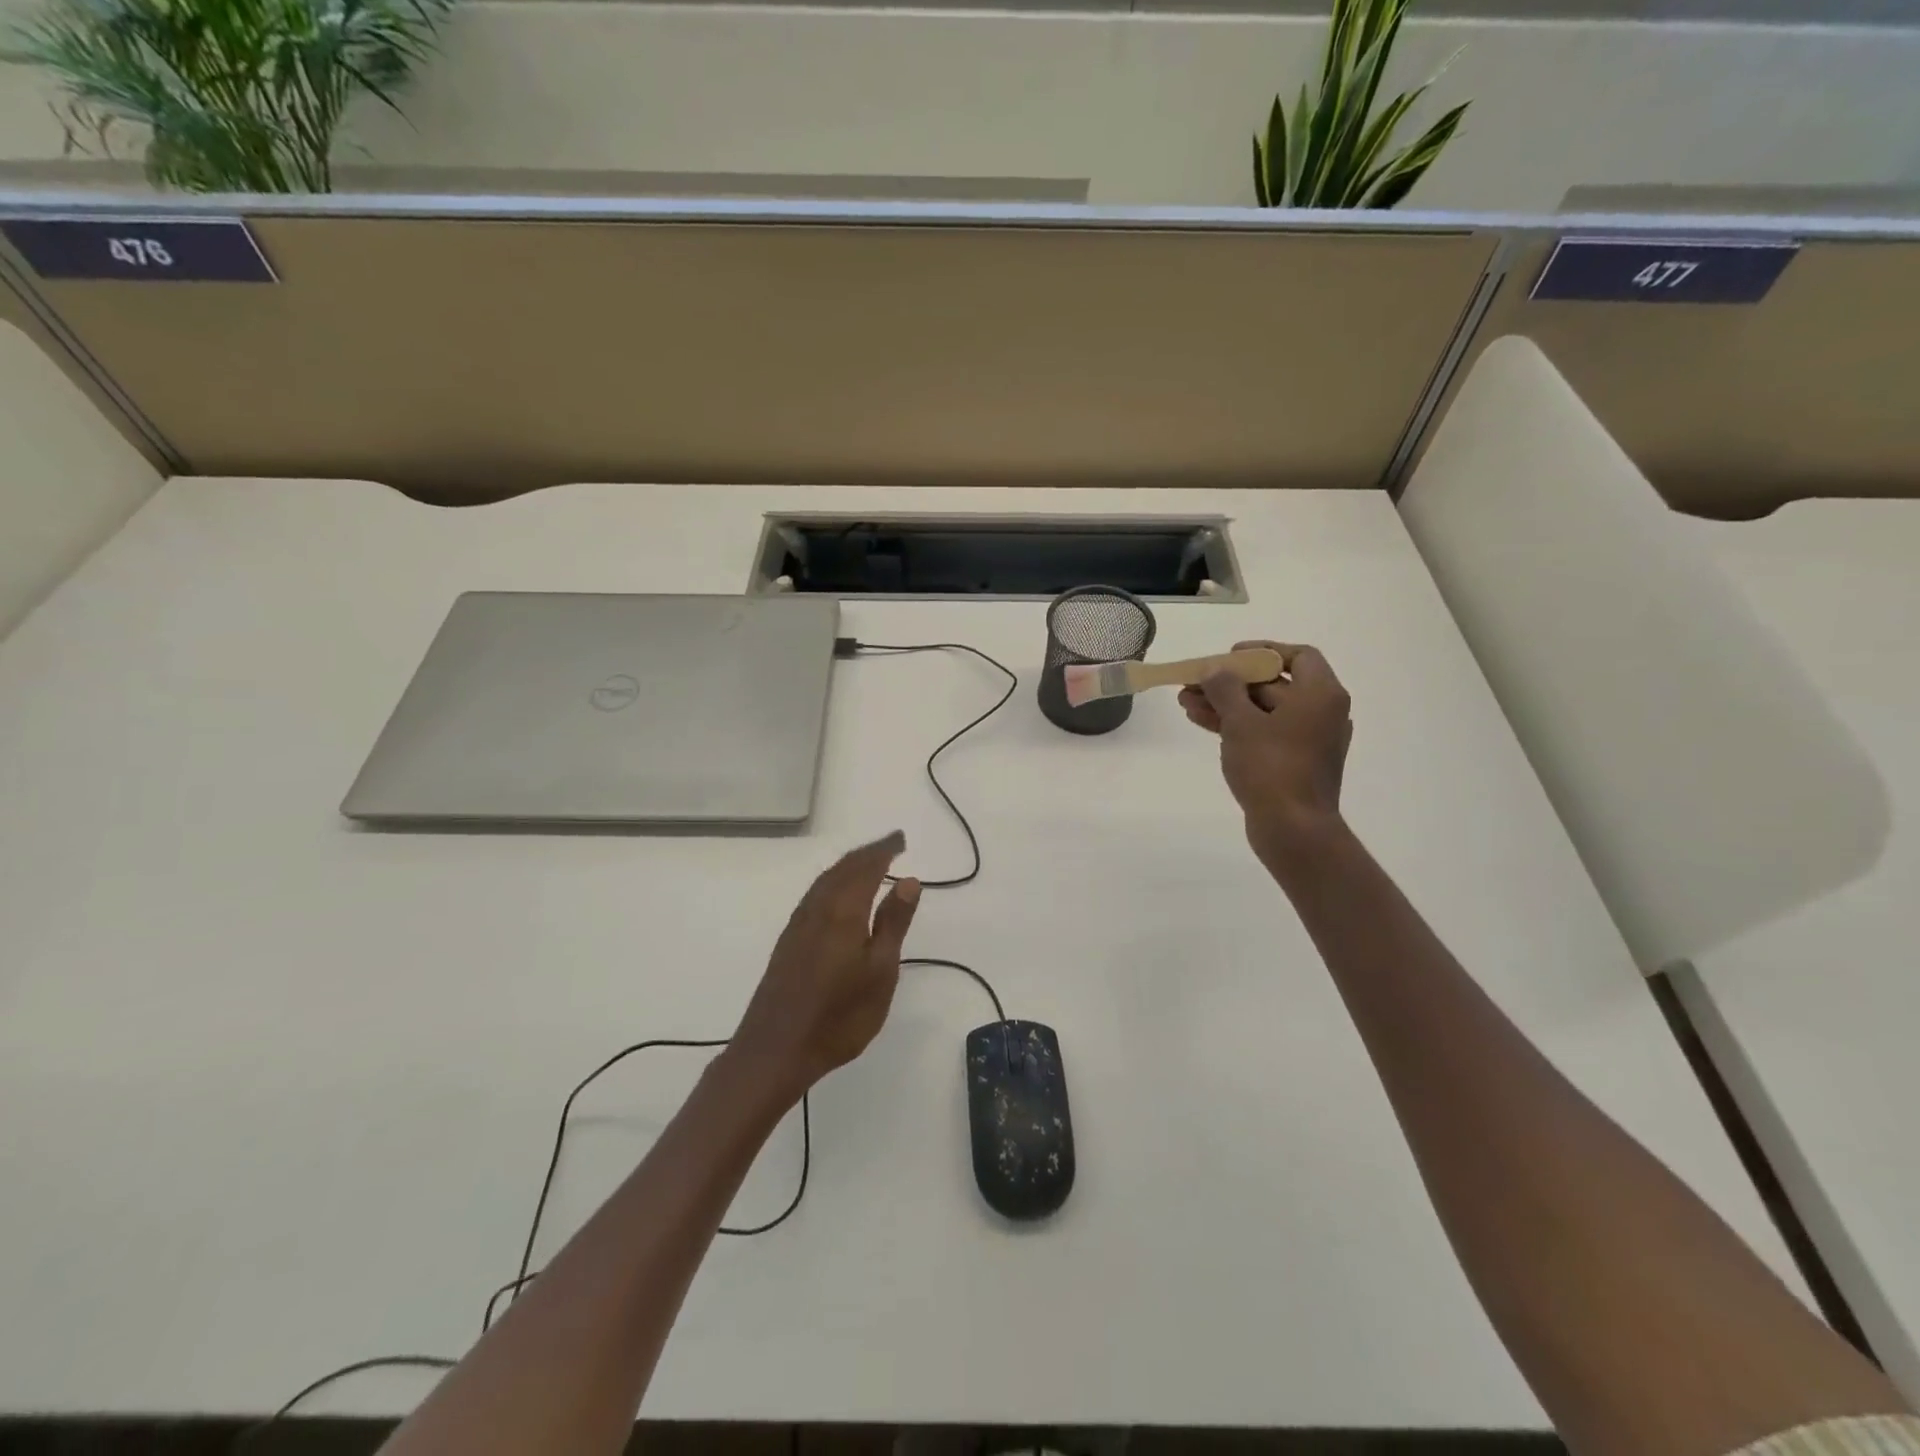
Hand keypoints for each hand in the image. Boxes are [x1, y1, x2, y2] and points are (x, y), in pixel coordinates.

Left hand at [729, 832, 920, 1102]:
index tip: (901, 839)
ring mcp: (798, 924)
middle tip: (890, 846)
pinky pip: (815, 895)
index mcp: (843, 910)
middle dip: (867, 853)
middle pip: (842, 868)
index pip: (866, 866)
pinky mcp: (788, 941)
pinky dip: (832, 883)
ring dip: (848, 866)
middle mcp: (817, 908)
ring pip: (825, 881)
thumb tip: (908, 880)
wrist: (776, 1050)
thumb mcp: (881, 971)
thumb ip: (893, 922)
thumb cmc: (839, 1015)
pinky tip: (837, 897)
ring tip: (868, 864)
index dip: (884, 849)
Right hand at [1177, 642, 1352, 869]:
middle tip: (1195, 683)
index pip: (1299, 656)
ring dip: (1226, 705)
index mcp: (1320, 695)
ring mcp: (1308, 740)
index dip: (1263, 651)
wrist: (1293, 829)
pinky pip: (1264, 733)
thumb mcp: (1241, 722)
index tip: (1230, 656)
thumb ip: (1225, 689)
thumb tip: (1215, 671)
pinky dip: (1237, 727)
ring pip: (1263, 711)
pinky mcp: (1294, 763)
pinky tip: (1203, 723)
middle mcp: (1321, 713)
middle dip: (1230, 683)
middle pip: (1274, 685)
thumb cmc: (1271, 767)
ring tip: (1186, 704)